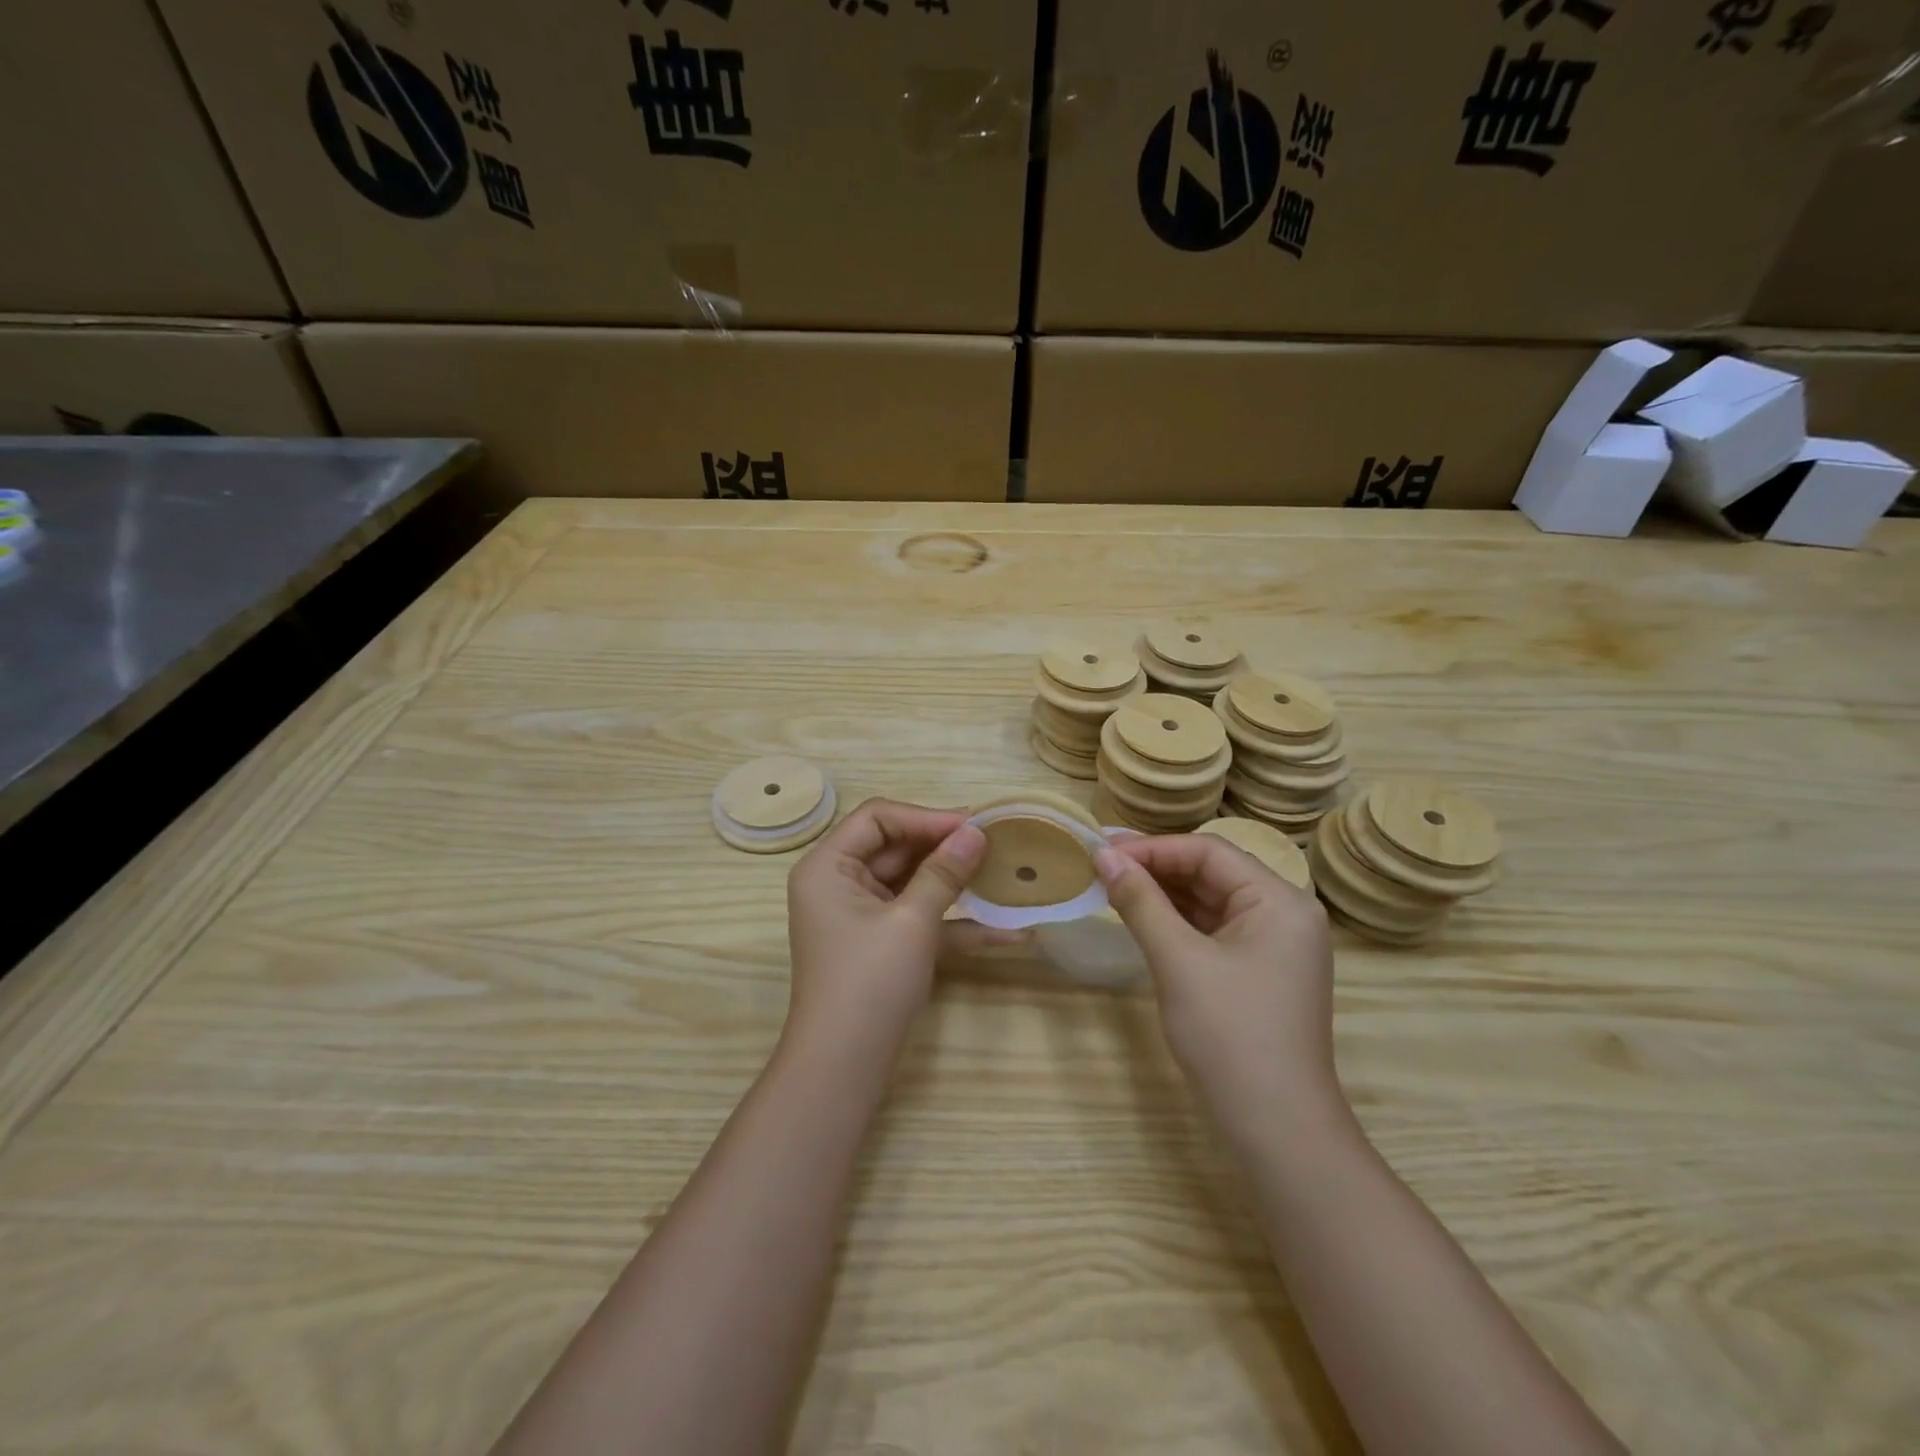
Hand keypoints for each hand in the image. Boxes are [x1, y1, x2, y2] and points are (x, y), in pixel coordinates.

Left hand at [784, 799, 987, 1061]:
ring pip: (912, 882)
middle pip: (896, 846)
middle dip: (946, 847)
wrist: (843, 1070)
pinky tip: (1009, 933)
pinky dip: (956, 923)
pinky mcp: (883, 945)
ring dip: (956, 882)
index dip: (926, 817)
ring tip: (1006, 873)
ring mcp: (862, 916)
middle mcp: (840, 883)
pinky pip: (919, 919)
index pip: (877, 817)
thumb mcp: (910, 921)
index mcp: (828, 866)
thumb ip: (944, 872)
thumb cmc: (868, 983)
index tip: (974, 825)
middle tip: (997, 843)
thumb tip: (976, 831)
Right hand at [1095, 834, 1340, 1124]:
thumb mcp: (1178, 961)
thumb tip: (1102, 855)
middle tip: (1100, 865)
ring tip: (1112, 886)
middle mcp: (1285, 913)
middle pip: (1212, 872)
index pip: (1209, 851)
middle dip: (1156, 867)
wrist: (1276, 1129)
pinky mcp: (1260, 970)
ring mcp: (1275, 945)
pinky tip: (1142, 917)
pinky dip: (1177, 921)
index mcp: (1280, 901)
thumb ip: (1140, 901)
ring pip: (1210, 900)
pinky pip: (1214, 929)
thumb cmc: (1229, 1035)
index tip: (1102, 850)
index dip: (1153, 847)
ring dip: (1163, 893)